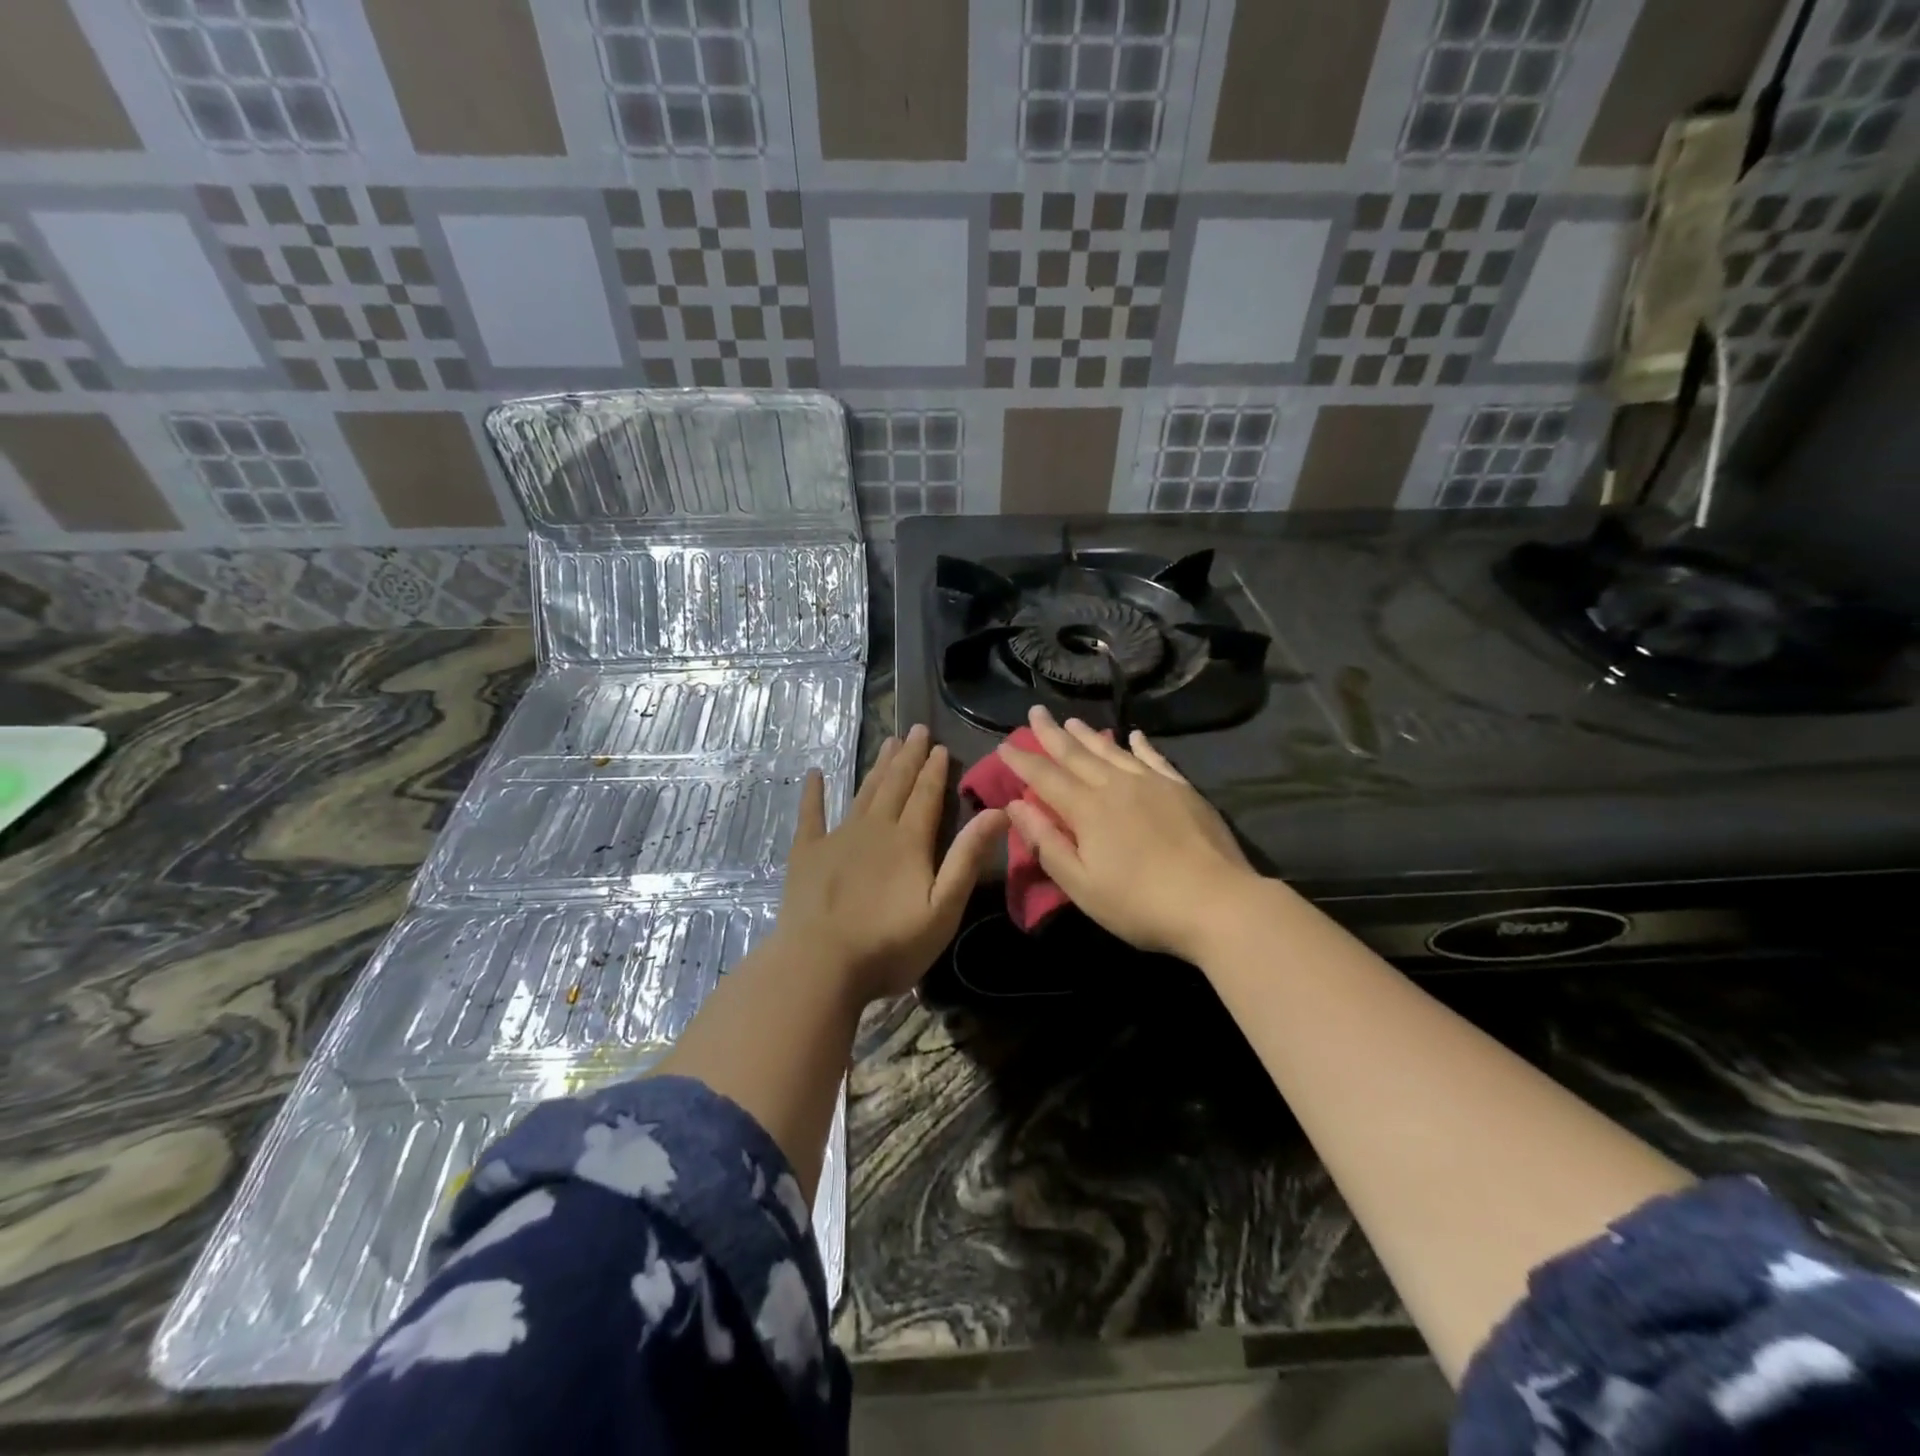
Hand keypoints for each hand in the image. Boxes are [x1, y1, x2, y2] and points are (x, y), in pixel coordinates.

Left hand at [776, 724, 1006, 1001]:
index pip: (927, 795)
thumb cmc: (889, 945)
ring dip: (878, 767)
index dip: (935, 770)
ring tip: (888, 741)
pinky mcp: (806, 853)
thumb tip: (998, 812)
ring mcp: (837, 837)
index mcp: (909, 841)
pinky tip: (815, 774)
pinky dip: (814, 794)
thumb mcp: (943, 908)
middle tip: (916, 729)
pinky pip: (811, 815)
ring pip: (863, 792)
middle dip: (909, 756)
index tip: (941, 745)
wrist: (820, 965)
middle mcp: (875, 828)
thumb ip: (967, 858)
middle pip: (896, 784)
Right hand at [998, 706, 1264, 962]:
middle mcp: (1116, 786)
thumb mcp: (1081, 884)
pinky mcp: (1182, 789)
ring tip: (1071, 721)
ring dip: (1088, 736)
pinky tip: (1134, 736)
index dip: (1022, 761)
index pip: (1045, 777)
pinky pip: (1155, 758)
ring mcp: (1152, 783)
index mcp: (1087, 809)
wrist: (1217, 902)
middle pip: (1076, 755)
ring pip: (1112, 751)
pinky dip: (1141, 746)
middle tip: (1035, 712)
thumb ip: (1046, 842)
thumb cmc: (1140, 904)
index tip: (1004, 745)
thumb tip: (1016, 805)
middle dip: (1051, 734)